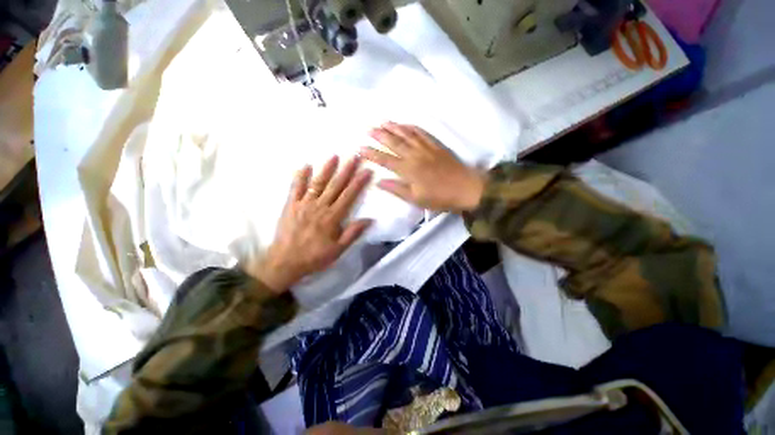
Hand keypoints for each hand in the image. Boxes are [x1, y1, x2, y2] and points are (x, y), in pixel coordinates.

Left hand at [247, 156, 372, 292]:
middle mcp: (319, 207)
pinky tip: (305, 165)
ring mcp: (303, 204)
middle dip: (346, 170)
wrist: (285, 262)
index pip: (349, 196)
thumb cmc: (314, 257)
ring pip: (317, 183)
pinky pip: (295, 188)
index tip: (367, 171)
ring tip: (335, 156)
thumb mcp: (338, 250)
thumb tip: (370, 220)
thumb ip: (353, 233)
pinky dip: (300, 176)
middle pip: (335, 185)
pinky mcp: (290, 205)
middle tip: (354, 156)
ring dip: (326, 169)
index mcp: (332, 217)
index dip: (359, 182)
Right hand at [359, 122, 485, 211]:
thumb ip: (397, 189)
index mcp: (408, 170)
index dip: (372, 154)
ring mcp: (426, 149)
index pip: (385, 160)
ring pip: (407, 135)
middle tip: (368, 129)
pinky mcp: (437, 146)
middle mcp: (415, 156)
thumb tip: (379, 182)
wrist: (466, 189)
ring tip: (383, 122)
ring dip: (394, 128)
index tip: (360, 149)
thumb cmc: (440, 198)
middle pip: (395, 143)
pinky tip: (406, 124)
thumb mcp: (416, 199)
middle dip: (380, 136)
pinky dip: (412, 127)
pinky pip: (422, 133)